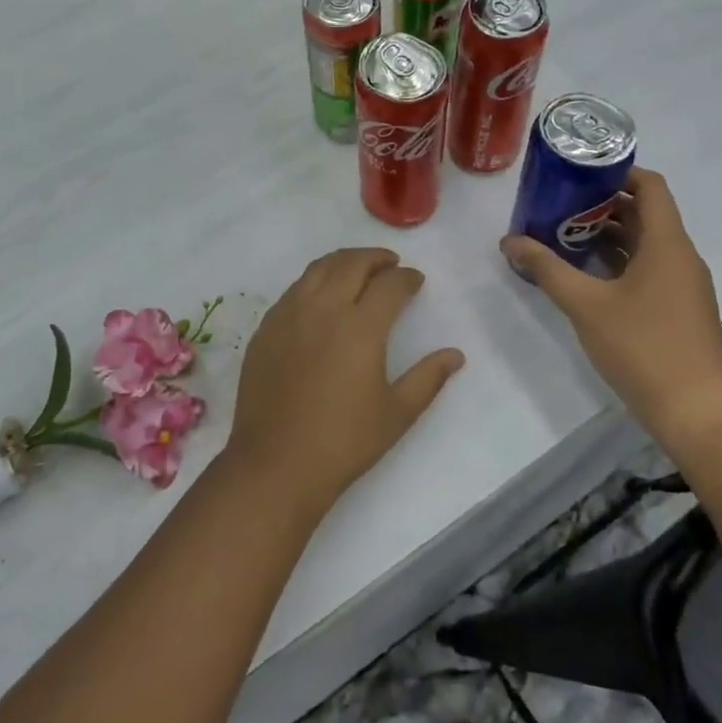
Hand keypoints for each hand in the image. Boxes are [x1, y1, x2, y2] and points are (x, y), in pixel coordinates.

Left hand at [225, 248, 464, 512]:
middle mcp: (323, 309)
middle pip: (351, 264)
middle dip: (375, 258)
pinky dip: (314, 282)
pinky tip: (321, 298)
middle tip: (390, 264)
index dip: (407, 278)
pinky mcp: (265, 329)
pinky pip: (293, 291)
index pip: (389, 285)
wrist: (276, 464)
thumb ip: (428, 378)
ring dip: (342, 262)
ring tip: (357, 270)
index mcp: (360, 327)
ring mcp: (288, 316)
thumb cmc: (344, 442)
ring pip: (317, 269)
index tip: (415, 281)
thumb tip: (455, 354)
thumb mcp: (397, 413)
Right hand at [500, 169, 721, 435]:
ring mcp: (681, 284)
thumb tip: (510, 240)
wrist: (696, 411)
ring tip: (561, 235)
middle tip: (557, 205)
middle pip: (644, 213)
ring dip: (606, 235)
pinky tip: (583, 275)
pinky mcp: (677, 309)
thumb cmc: (643, 347)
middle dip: (601, 205)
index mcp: (667, 243)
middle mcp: (679, 256)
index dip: (617, 173)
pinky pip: (647, 269)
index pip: (650, 186)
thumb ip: (547, 269)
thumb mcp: (586, 305)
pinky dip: (617, 262)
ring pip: (644, 244)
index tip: (577, 174)